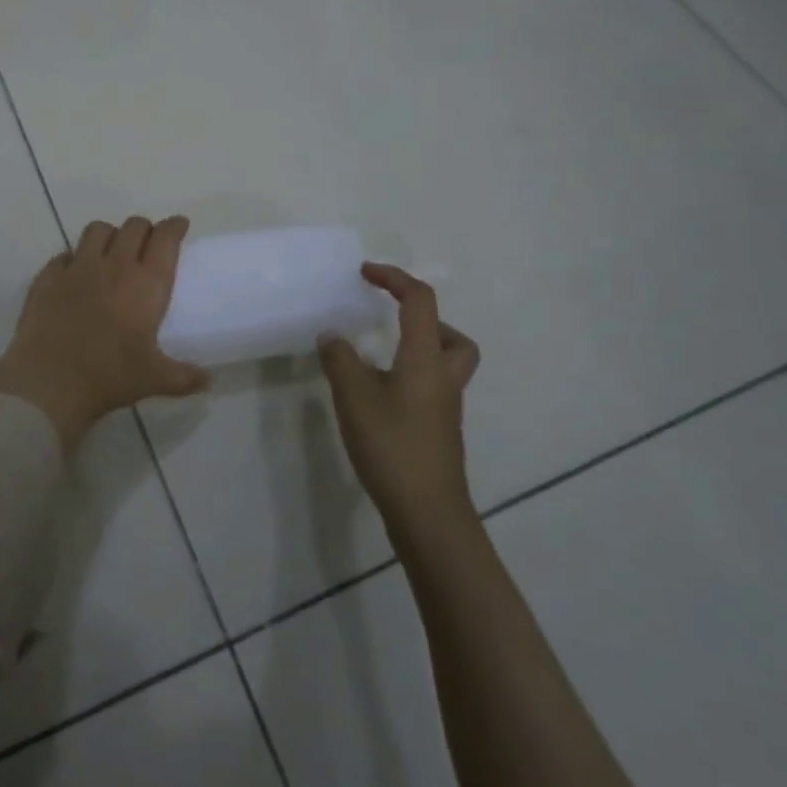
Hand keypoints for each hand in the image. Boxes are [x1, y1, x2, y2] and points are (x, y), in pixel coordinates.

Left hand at [0, 215, 210, 451]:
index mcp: (146, 284)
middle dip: (145, 228)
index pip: (165, 239)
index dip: (174, 227)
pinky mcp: (48, 277)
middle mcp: (114, 266)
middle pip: (134, 226)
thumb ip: (184, 377)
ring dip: (110, 235)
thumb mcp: (154, 379)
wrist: (49, 381)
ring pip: (98, 230)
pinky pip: (64, 254)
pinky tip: (75, 274)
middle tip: (148, 242)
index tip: (179, 225)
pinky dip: (74, 258)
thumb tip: (209, 380)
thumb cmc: (109, 377)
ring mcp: (77, 268)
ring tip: (112, 250)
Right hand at [318, 263, 480, 536]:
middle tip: (391, 325)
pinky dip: (409, 379)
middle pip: (454, 338)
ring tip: (378, 360)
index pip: (420, 302)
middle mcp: (444, 379)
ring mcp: (445, 409)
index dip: (394, 278)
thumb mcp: (354, 397)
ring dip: (418, 351)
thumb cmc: (392, 447)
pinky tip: (377, 397)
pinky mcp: (439, 432)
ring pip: (446, 365)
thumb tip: (332, 335)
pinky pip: (431, 388)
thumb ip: (340, 359)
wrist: (428, 513)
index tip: (364, 273)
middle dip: (425, 322)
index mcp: (426, 360)